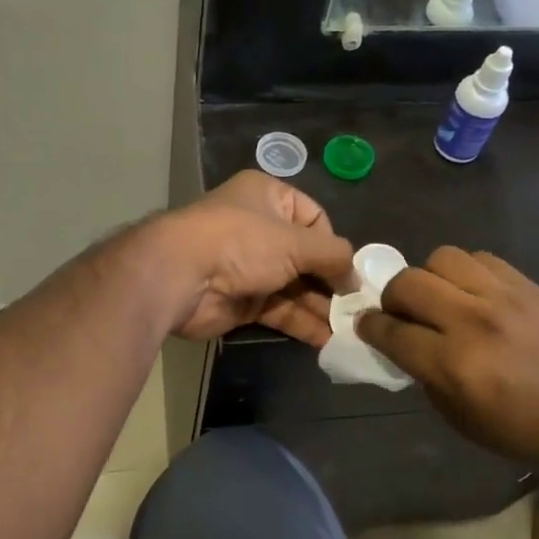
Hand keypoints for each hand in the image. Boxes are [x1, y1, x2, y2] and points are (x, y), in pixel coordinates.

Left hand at [147, 173, 355, 345]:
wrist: (181, 276)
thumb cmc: (242, 242)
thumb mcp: (296, 241)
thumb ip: (333, 256)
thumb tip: (356, 278)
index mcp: (268, 197)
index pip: (314, 218)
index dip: (333, 244)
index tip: (349, 271)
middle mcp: (259, 228)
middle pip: (306, 257)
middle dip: (331, 282)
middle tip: (358, 308)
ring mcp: (250, 267)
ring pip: (295, 288)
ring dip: (321, 308)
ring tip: (351, 330)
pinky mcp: (243, 301)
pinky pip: (280, 311)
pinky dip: (302, 324)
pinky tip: (328, 341)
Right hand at [356, 247, 538, 476]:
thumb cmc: (528, 432)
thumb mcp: (463, 420)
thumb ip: (426, 377)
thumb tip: (403, 345)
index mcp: (454, 366)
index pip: (391, 331)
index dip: (369, 327)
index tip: (364, 325)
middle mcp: (473, 322)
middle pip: (407, 284)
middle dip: (392, 298)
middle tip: (400, 314)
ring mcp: (503, 297)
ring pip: (441, 258)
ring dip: (428, 278)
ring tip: (439, 298)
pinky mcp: (527, 285)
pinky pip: (479, 258)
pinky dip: (464, 272)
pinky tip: (472, 293)